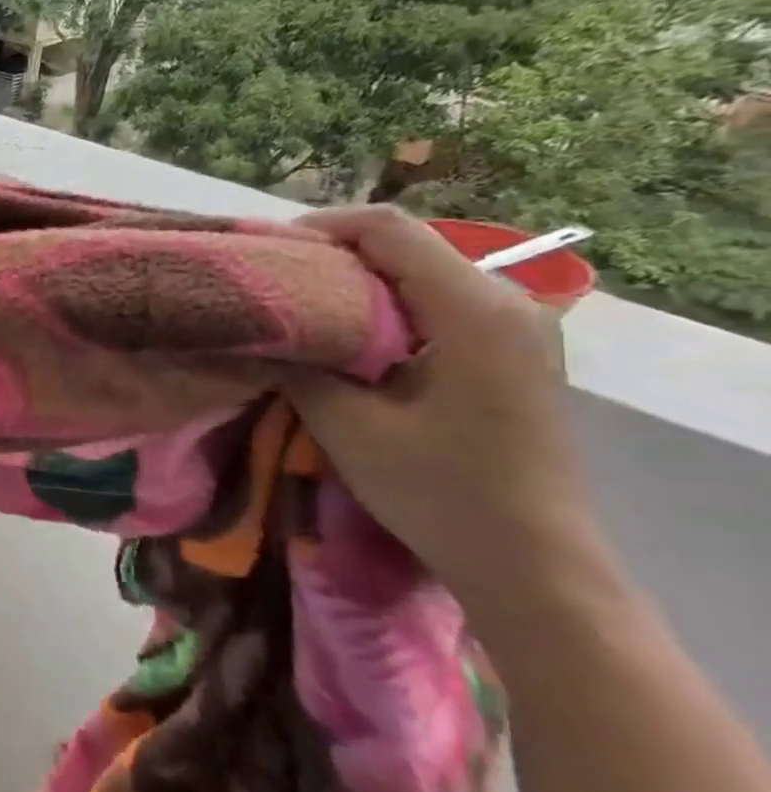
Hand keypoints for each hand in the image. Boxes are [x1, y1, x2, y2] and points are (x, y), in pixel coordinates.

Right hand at [285, 207, 605, 615]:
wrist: (534, 563)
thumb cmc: (441, 492)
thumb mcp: (348, 426)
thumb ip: (299, 364)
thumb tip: (258, 329)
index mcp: (473, 309)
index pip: (388, 230)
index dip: (320, 227)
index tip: (266, 253)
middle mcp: (506, 302)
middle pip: (405, 246)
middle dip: (331, 256)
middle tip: (271, 285)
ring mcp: (517, 327)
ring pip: (419, 274)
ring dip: (355, 284)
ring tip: (299, 311)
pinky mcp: (511, 352)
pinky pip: (436, 304)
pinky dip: (384, 308)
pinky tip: (346, 340)